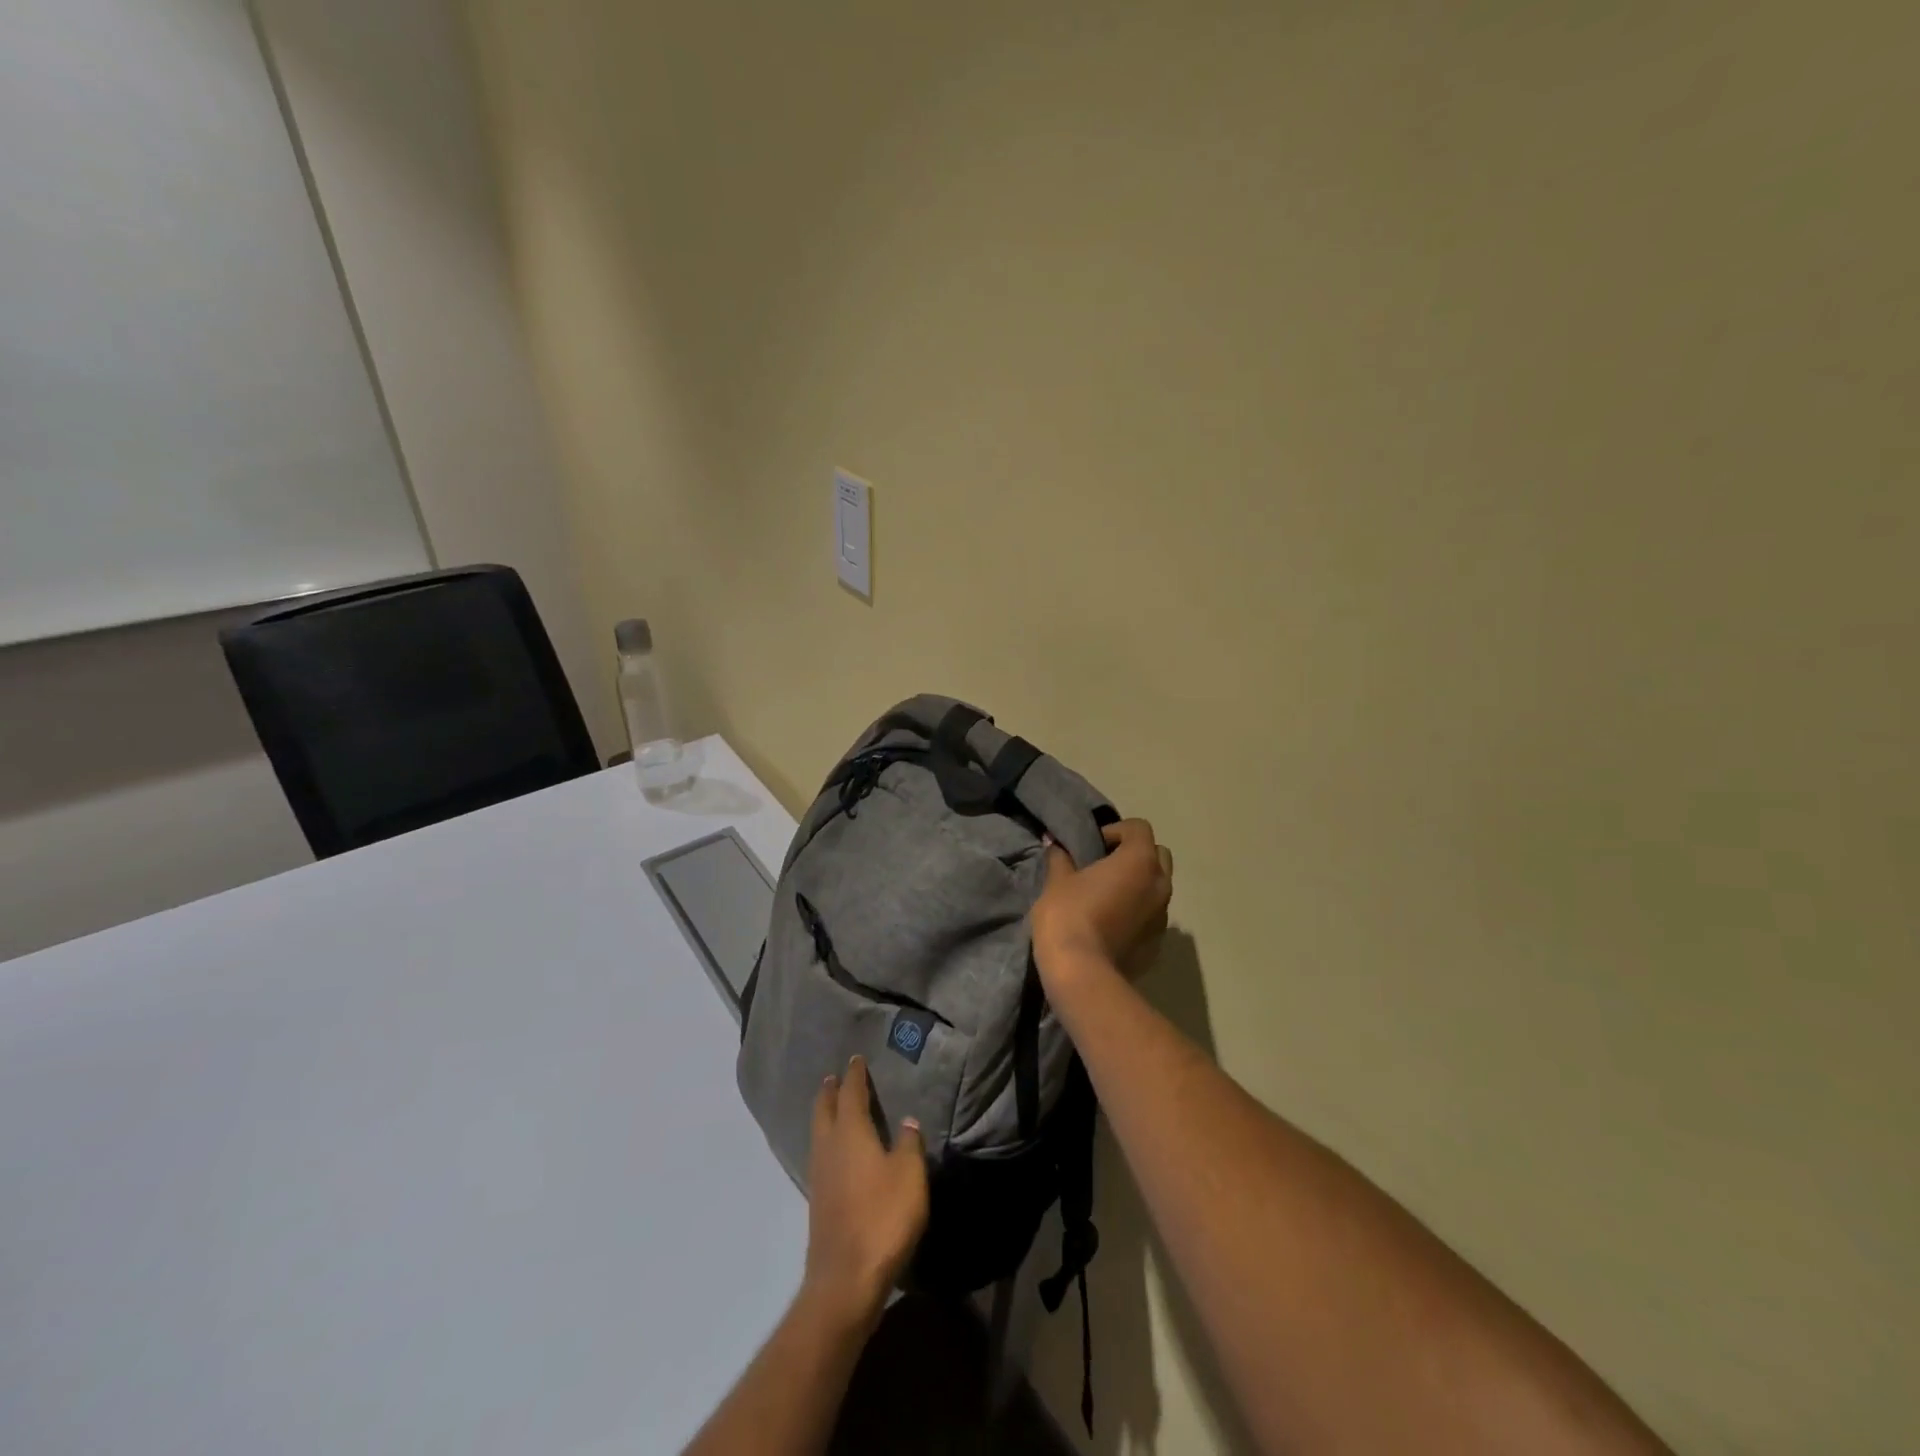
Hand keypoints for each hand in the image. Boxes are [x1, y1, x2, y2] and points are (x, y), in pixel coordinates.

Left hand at [802, 1055, 928, 1331]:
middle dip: (829, 1092)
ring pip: (819, 1134)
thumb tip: (908, 1122)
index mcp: (850, 1132)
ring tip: (833, 1108)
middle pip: (824, 1110)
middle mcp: (829, 1147)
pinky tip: (837, 1152)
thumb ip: (909, 1145)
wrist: (846, 1280)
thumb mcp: (910, 1176)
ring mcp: (819, 1176)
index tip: (855, 1059)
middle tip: (834, 1078)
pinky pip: (821, 1157)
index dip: (854, 1075)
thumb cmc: (883, 1218)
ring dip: (825, 1116)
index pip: (850, 1093)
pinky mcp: (818, 1202)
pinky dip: (828, 1143)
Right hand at [1031, 819, 1174, 993]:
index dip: (1115, 831)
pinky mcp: (1158, 944)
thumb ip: (1060, 858)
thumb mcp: (1057, 881)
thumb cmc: (1069, 916)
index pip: (1139, 828)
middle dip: (1134, 855)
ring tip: (1107, 897)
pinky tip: (1111, 925)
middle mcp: (1160, 884)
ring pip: (1157, 887)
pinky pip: (1151, 917)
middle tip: (1104, 867)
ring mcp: (1163, 917)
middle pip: (1157, 855)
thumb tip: (1055, 844)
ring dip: (1137, 885)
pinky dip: (1137, 913)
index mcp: (1140, 861)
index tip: (1092, 846)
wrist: (1082, 973)